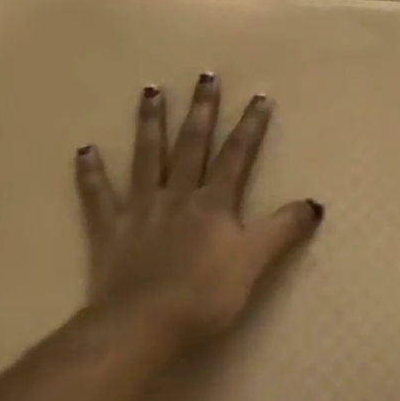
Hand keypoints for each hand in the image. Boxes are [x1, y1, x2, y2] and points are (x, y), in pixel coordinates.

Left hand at [75, 73, 322, 351]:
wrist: (143, 325)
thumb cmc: (204, 296)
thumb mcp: (254, 263)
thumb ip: (283, 230)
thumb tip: (314, 203)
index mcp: (213, 204)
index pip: (237, 156)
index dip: (250, 127)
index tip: (259, 96)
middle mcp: (177, 196)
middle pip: (191, 145)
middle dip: (201, 110)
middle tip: (204, 75)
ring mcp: (141, 210)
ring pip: (146, 158)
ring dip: (150, 123)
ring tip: (150, 91)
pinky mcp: (110, 230)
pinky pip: (98, 197)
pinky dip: (91, 174)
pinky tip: (85, 150)